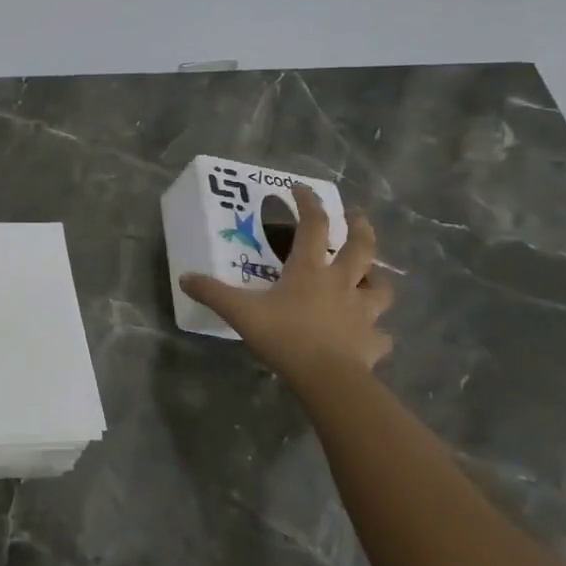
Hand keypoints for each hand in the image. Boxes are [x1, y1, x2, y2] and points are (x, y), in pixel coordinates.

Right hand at [180, 183, 392, 384]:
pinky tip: (370, 336)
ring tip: (371, 277)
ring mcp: (362, 312)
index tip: (301, 188)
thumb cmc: (284, 336)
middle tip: (358, 216)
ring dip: (378, 279)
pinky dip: (376, 333)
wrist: (327, 377)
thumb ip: (213, 293)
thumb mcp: (240, 312)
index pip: (313, 226)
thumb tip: (185, 278)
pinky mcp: (372, 341)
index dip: (308, 203)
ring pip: (381, 288)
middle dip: (361, 227)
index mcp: (310, 270)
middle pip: (361, 248)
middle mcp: (341, 284)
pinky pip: (380, 335)